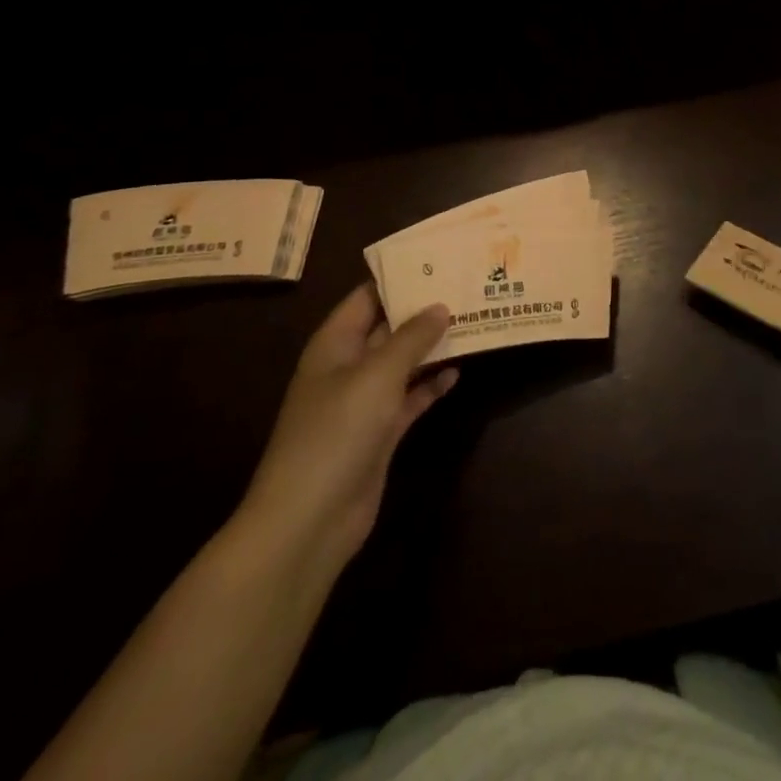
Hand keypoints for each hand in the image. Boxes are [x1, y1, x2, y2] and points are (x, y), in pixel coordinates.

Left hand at [236, 286, 455, 575]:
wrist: (309, 520)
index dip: (398, 277)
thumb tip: (440, 307)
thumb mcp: (377, 375)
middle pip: (387, 328)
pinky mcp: (379, 433)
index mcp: (334, 344)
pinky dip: (430, 386)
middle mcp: (347, 367)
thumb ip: (411, 337)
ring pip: (402, 362)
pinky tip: (458, 372)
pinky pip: (409, 398)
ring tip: (472, 321)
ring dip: (431, 347)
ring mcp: (363, 402)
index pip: (367, 297)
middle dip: (422, 310)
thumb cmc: (337, 432)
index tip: (438, 259)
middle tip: (465, 286)